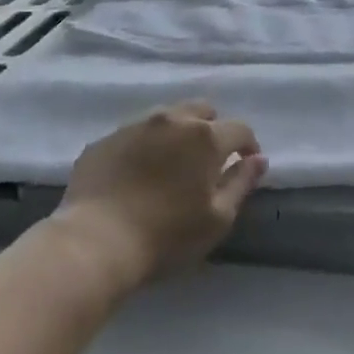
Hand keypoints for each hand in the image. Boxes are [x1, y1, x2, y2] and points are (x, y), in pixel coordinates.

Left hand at [50, 101, 266, 291]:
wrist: (95, 242)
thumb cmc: (167, 235)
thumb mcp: (217, 218)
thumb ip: (241, 183)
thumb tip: (258, 159)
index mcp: (204, 137)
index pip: (239, 129)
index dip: (248, 145)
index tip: (246, 163)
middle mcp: (171, 120)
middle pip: (202, 111)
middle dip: (212, 128)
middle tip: (209, 159)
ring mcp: (134, 127)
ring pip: (166, 117)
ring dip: (177, 133)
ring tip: (172, 163)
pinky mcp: (104, 140)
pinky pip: (134, 134)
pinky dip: (144, 146)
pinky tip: (137, 173)